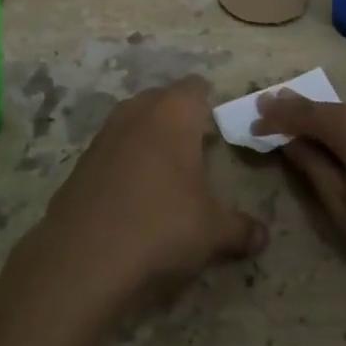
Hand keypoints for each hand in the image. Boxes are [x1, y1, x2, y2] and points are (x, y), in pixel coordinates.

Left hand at [31, 77, 267, 305]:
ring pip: (134, 120)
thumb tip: (263, 236)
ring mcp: (105, 134)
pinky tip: (133, 193)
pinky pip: (112, 147)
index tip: (218, 126)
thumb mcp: (212, 231)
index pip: (196, 87)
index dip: (209, 103)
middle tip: (196, 148)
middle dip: (179, 116)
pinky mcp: (81, 161)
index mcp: (174, 113)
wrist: (83, 257)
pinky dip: (125, 160)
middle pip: (162, 98)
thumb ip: (240, 228)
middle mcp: (138, 112)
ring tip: (166, 171)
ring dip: (149, 136)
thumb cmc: (160, 226)